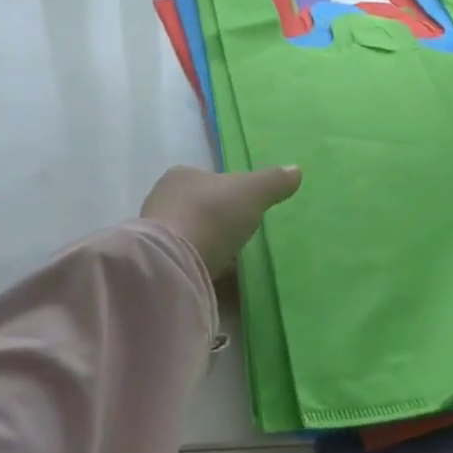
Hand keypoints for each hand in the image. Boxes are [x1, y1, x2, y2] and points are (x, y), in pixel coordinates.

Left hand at [141, 164, 302, 277]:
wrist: (173, 262)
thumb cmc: (211, 216)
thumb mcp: (250, 193)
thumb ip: (273, 182)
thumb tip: (296, 170)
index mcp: (181, 177)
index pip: (211, 181)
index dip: (232, 194)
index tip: (249, 210)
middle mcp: (162, 200)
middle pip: (201, 210)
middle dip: (221, 223)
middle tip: (244, 239)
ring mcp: (156, 234)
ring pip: (194, 238)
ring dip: (213, 249)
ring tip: (237, 265)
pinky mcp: (159, 263)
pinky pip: (188, 263)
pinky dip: (205, 270)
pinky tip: (223, 283)